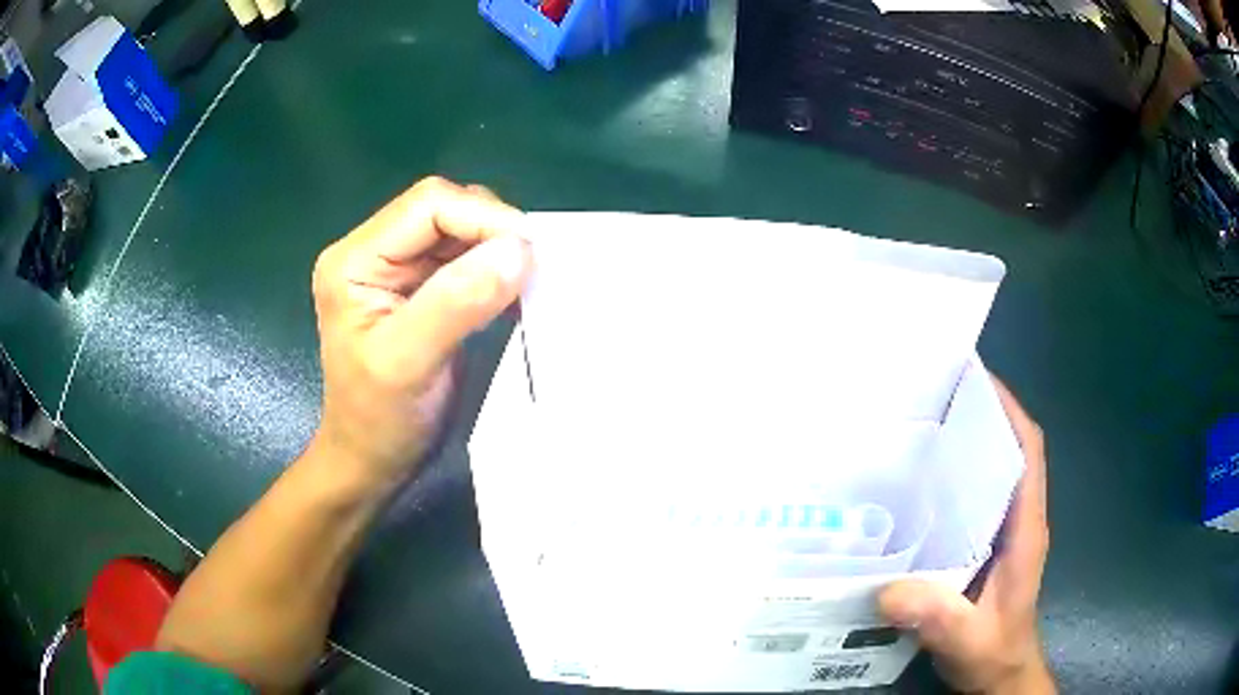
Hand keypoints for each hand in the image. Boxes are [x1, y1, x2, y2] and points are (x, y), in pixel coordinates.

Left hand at [308, 177, 531, 486]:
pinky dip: (496, 269)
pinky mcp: (422, 289)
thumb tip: (518, 251)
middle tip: (531, 270)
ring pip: (462, 231)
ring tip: (525, 283)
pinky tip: (514, 292)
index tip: (528, 255)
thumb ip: (456, 302)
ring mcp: (398, 269)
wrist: (371, 460)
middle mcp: (374, 252)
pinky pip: (468, 259)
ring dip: (498, 250)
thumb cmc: (377, 419)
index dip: (482, 218)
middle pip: (446, 210)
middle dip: (493, 232)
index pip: (428, 205)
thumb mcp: (408, 362)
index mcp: (355, 260)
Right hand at [879, 377, 1053, 693]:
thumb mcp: (967, 639)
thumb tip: (888, 589)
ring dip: (968, 448)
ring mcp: (1004, 534)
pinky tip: (918, 492)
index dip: (1010, 411)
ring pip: (992, 475)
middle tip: (935, 399)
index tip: (977, 380)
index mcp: (1025, 528)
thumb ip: (938, 616)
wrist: (1001, 676)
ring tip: (922, 432)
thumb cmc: (994, 653)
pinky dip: (955, 484)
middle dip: (983, 418)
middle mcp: (1018, 521)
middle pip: (1010, 452)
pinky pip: (974, 503)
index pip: (1028, 452)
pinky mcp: (986, 549)